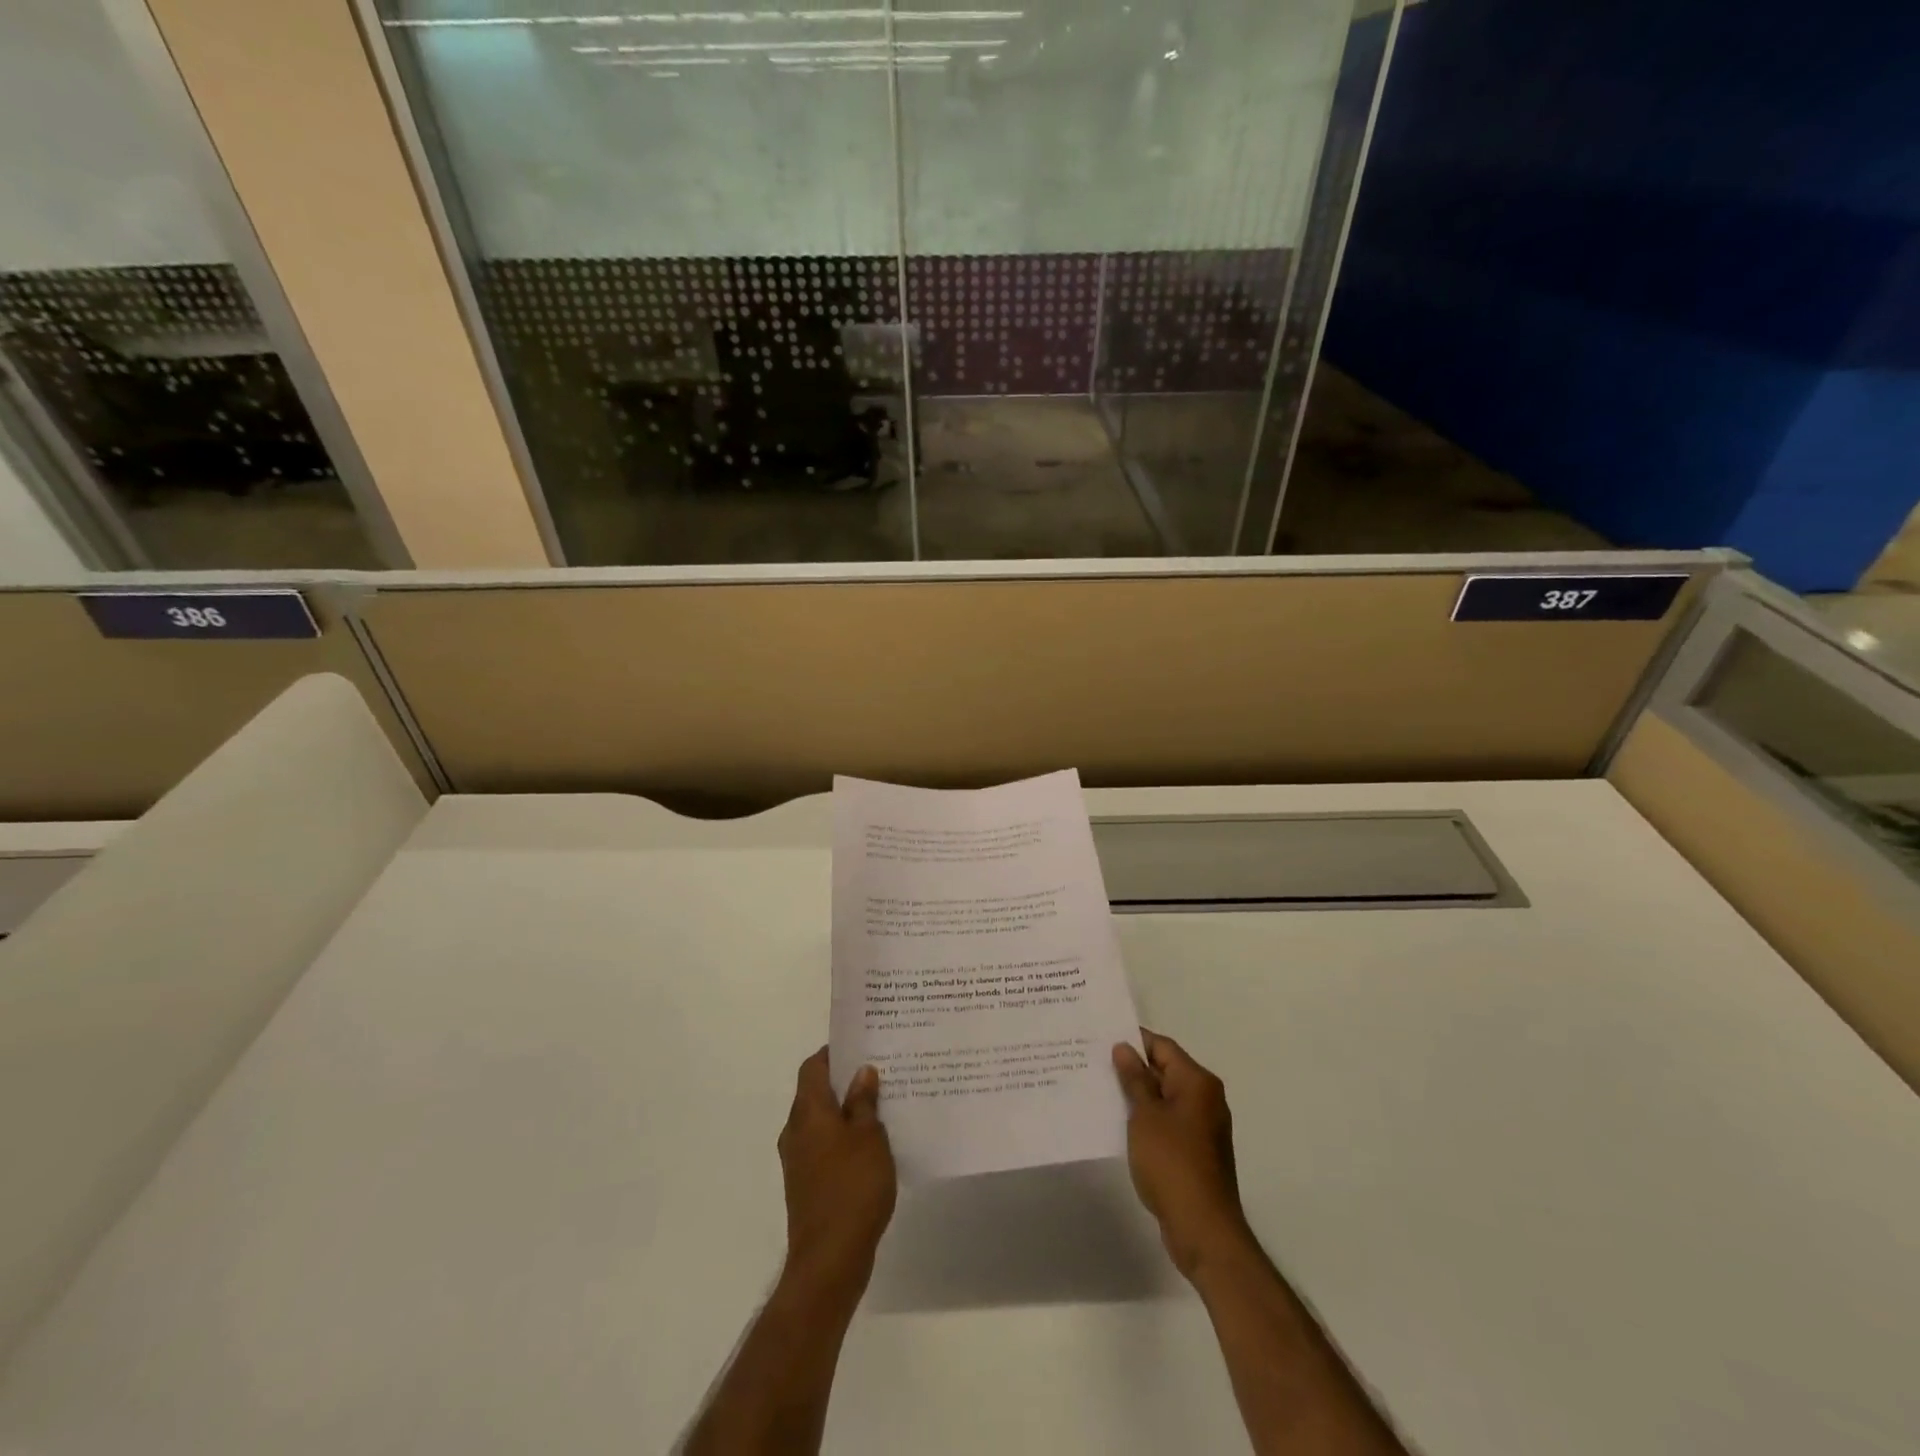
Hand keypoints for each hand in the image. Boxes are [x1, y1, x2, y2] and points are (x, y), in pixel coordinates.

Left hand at [777, 1048, 896, 1290]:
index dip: (834, 1053)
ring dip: (846, 1111)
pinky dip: (844, 1138)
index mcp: (807, 1112)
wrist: (829, 1260)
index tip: (861, 1045)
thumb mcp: (869, 1137)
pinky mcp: (806, 1184)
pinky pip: (824, 1146)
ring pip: (822, 1121)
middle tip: (879, 1072)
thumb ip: (864, 1102)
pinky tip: (872, 1145)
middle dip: (844, 1081)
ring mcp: (798, 1160)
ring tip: (882, 1105)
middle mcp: (796, 1131)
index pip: (813, 1066)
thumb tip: (861, 1072)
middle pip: (816, 1093)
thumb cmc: (852, 1188)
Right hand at [1113, 1029, 1252, 1279]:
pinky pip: (1167, 1122)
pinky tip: (1120, 1123)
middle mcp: (1205, 1099)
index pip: (1162, 1047)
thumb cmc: (1172, 1162)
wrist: (1203, 1228)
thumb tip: (1124, 1048)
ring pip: (1164, 1098)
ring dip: (1138, 1095)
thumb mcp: (1145, 1115)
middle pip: (1165, 1070)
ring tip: (1101, 1090)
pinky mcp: (1196, 1151)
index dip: (1133, 1041)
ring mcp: (1202, 1127)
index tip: (1101, 1039)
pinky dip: (1146, 1118)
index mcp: (1197, 1082)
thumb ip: (1134, 1079)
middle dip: (1132, 1068)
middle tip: (1094, 1063)